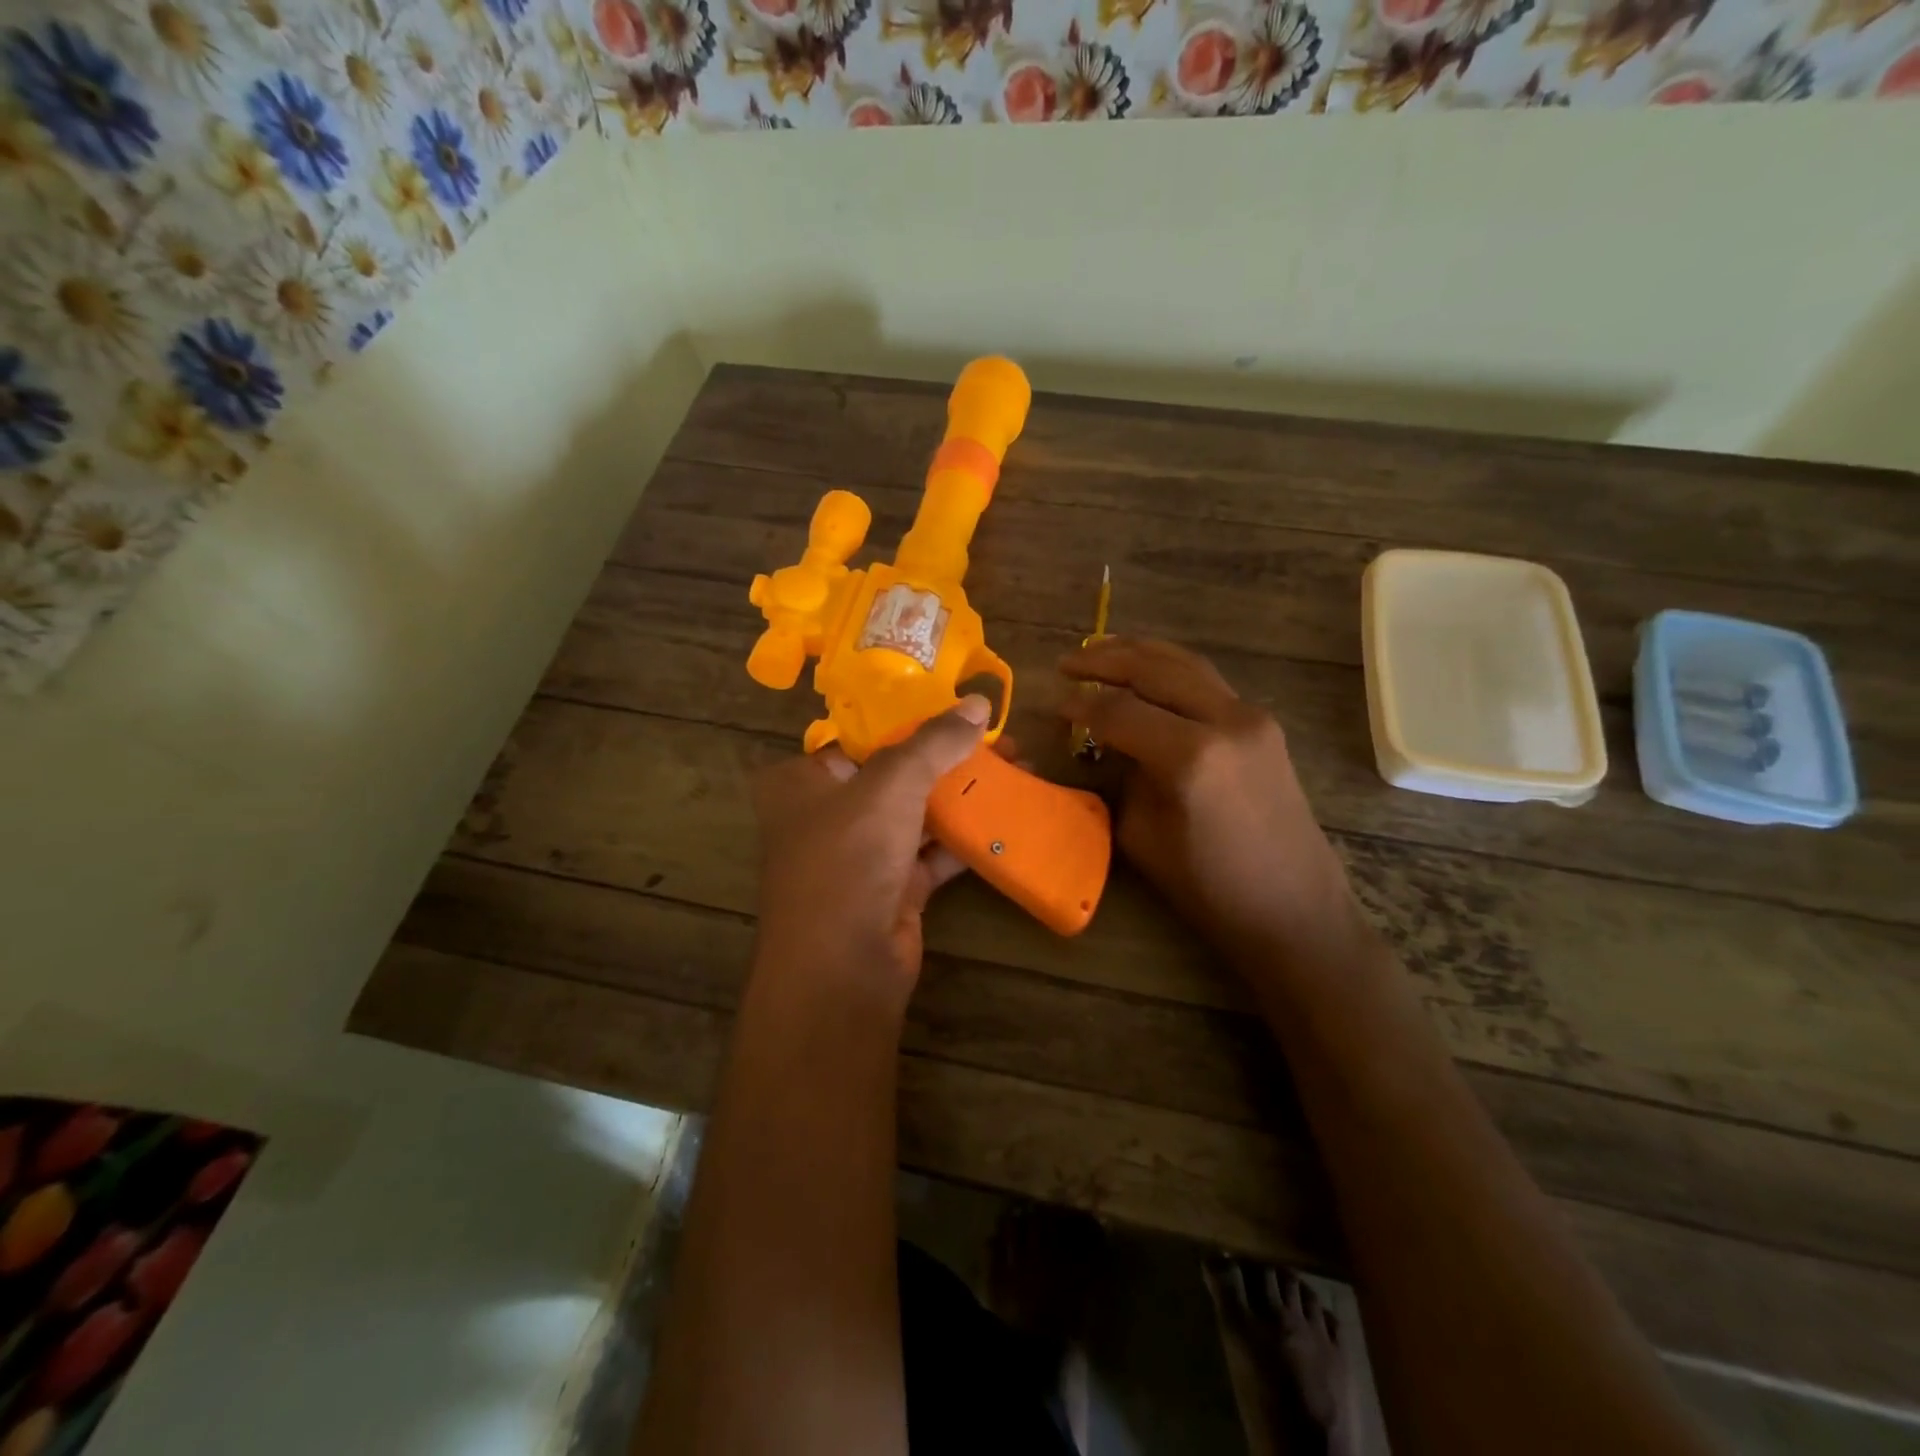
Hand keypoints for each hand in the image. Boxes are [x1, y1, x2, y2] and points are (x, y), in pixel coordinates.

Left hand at [750, 696, 991, 997]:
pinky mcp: (892, 888)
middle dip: (950, 758)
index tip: (961, 710)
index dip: (913, 720)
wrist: (842, 966)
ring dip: (964, 795)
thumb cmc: (848, 856)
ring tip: (1017, 771)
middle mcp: (826, 815)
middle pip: (897, 774)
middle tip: (1003, 743)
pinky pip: (932, 851)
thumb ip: (934, 742)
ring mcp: (860, 855)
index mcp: (803, 782)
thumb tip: (978, 703)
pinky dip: (964, 836)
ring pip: (918, 813)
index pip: (862, 738)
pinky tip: (1005, 816)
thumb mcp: (891, 784)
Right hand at [1061, 638, 1364, 973]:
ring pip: (1185, 663)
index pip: (1118, 711)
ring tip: (1101, 651)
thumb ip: (1120, 778)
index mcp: (1189, 755)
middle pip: (1153, 669)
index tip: (1053, 705)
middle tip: (1068, 663)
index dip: (1080, 704)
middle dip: (1104, 661)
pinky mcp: (1264, 724)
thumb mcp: (1141, 836)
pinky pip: (1207, 681)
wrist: (1293, 908)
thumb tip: (1106, 745)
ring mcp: (1251, 717)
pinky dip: (1170, 669)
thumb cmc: (1209, 887)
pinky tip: (1148, 673)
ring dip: (1139, 653)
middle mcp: (1225, 720)